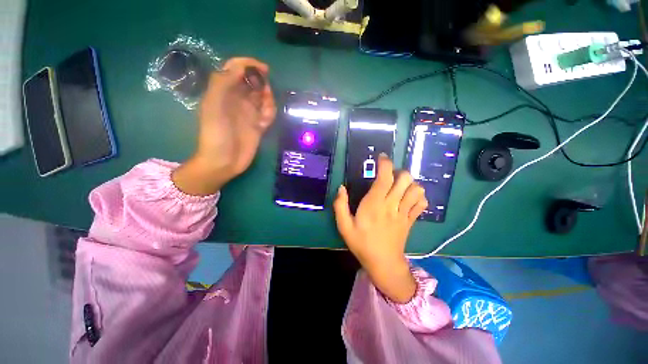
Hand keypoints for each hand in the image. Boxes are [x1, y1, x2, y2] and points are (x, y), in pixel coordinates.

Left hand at [172, 58, 276, 195]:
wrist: (224, 161)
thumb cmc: (216, 134)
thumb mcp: (214, 106)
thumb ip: (223, 83)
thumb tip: (241, 68)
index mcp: (223, 91)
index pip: (236, 69)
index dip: (249, 65)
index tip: (264, 69)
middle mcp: (237, 100)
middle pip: (253, 83)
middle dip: (262, 85)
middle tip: (265, 94)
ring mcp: (249, 113)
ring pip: (263, 98)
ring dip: (268, 101)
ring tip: (266, 112)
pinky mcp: (258, 126)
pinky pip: (268, 114)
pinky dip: (270, 114)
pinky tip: (266, 122)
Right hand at [333, 154, 427, 302]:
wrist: (383, 264)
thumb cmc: (361, 243)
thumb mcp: (344, 226)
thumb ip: (340, 206)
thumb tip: (341, 187)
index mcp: (374, 205)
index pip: (384, 178)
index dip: (385, 164)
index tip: (382, 158)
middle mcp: (391, 205)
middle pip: (404, 179)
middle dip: (398, 171)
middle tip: (389, 176)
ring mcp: (404, 213)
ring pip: (416, 189)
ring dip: (410, 183)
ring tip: (400, 186)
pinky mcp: (411, 220)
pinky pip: (422, 204)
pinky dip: (419, 197)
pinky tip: (409, 198)